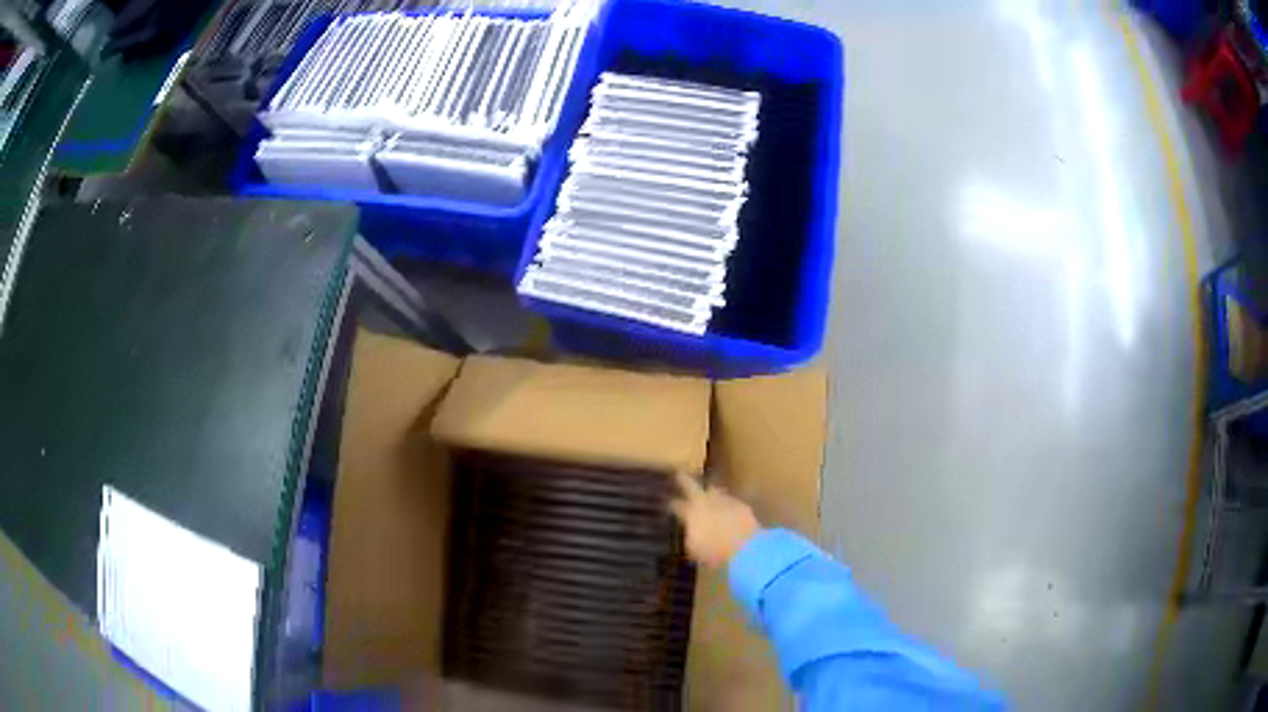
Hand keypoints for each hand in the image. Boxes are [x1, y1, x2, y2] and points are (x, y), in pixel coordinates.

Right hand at [669, 473, 760, 567]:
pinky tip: (727, 510)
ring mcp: (725, 501)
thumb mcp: (694, 550)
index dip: (671, 504)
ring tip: (707, 493)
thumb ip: (689, 537)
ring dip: (710, 492)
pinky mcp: (742, 505)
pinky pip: (730, 501)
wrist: (747, 549)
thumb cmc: (714, 553)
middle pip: (692, 486)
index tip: (667, 503)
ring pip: (714, 491)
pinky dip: (726, 504)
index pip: (676, 505)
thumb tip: (690, 532)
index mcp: (690, 513)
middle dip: (684, 480)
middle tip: (678, 475)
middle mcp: (706, 502)